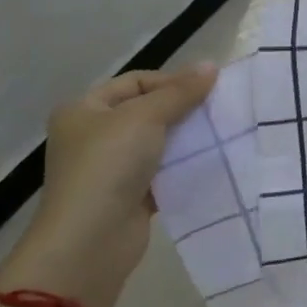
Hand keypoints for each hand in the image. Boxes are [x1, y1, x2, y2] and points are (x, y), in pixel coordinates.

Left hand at [0, 64, 216, 306]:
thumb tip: (211, 65)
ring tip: (222, 133)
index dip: (172, 81)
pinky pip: (163, 172)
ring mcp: (111, 168)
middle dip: (183, 109)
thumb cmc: (108, 165)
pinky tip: (211, 162)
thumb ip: (180, 92)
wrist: (90, 241)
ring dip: (187, 138)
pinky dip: (184, 167)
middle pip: (148, 111)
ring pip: (158, 142)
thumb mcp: (145, 117)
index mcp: (84, 110)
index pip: (136, 82)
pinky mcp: (130, 196)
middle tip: (220, 109)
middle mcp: (93, 136)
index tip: (208, 89)